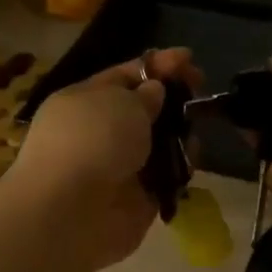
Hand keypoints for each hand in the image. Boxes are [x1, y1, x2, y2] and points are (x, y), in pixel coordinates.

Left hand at [5, 48, 202, 267]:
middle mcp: (98, 133)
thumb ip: (144, 95)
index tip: (188, 58)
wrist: (71, 213)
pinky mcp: (136, 200)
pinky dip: (180, 166)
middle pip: (142, 110)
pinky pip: (164, 176)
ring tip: (197, 122)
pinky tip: (192, 157)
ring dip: (179, 132)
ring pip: (157, 143)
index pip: (123, 76)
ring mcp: (117, 168)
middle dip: (172, 98)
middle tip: (200, 89)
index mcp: (82, 101)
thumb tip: (154, 93)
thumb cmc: (91, 141)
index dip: (156, 65)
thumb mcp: (120, 102)